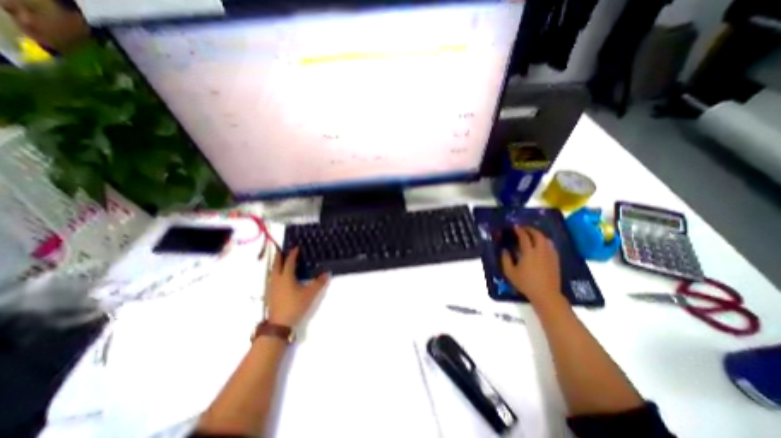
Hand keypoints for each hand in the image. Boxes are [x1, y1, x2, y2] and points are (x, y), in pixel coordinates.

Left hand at [265, 248, 328, 325]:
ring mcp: (271, 287)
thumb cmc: (295, 305)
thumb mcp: (310, 294)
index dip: (292, 254)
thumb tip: (327, 273)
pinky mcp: (270, 294)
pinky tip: (279, 277)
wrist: (279, 324)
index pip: (289, 262)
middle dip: (279, 256)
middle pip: (276, 264)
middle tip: (281, 250)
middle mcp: (277, 279)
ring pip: (272, 271)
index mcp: (286, 277)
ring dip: (276, 264)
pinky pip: (272, 278)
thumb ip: (319, 283)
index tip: (296, 248)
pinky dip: (275, 272)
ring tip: (280, 261)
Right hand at [500, 226, 560, 304]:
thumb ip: (505, 259)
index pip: (524, 237)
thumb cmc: (526, 283)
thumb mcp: (510, 272)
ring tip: (532, 235)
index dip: (519, 230)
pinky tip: (541, 245)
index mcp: (529, 253)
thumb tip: (505, 250)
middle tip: (524, 229)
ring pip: (546, 239)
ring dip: (538, 234)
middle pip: (537, 235)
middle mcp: (540, 251)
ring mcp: (550, 255)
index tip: (515, 227)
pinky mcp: (555, 260)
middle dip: (530, 229)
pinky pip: (551, 246)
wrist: (546, 294)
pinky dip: (545, 241)